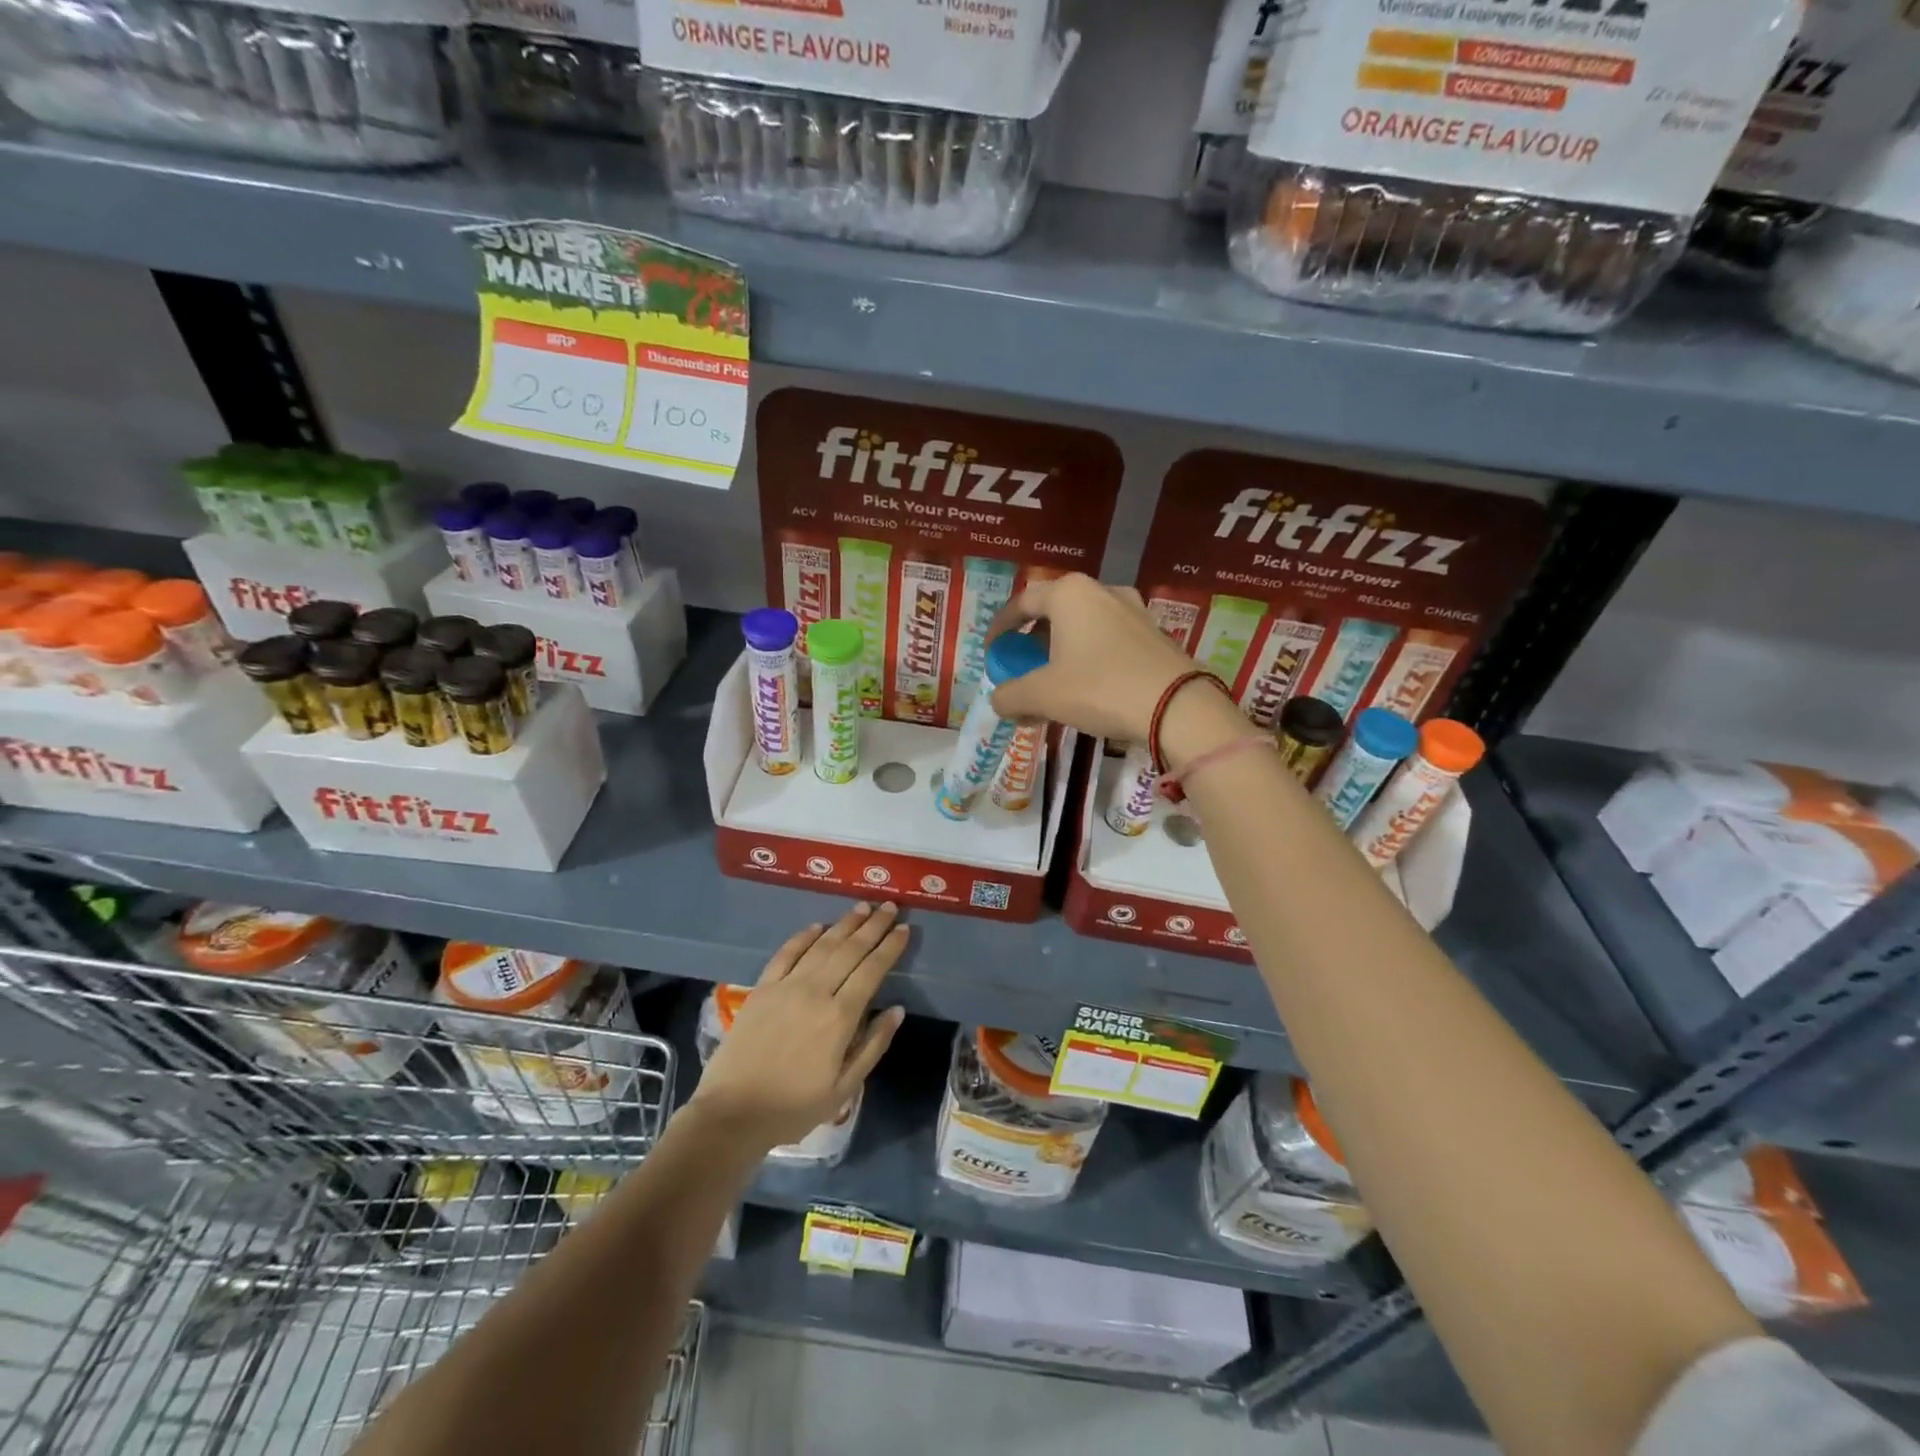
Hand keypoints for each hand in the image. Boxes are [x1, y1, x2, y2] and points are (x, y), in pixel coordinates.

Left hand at [690, 903, 908, 1151]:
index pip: (872, 970)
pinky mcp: (762, 988)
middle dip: (872, 926)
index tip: (904, 929)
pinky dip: (803, 936)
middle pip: (850, 950)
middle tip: (889, 905)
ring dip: (844, 924)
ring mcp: (786, 986)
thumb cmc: (794, 1107)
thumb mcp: (844, 1088)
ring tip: (862, 907)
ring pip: (821, 945)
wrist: (732, 1113)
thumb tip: (897, 1009)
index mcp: (840, 1017)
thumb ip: (873, 1045)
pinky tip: (817, 926)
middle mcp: (816, 992)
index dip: (889, 947)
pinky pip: (786, 953)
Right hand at [985, 574, 1199, 743]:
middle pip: (1054, 614)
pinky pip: (1108, 641)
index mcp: (1070, 594)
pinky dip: (1089, 659)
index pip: (1022, 602)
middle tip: (1021, 671)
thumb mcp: (1043, 695)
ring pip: (1083, 628)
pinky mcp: (1154, 634)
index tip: (992, 652)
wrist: (1178, 707)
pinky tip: (1088, 690)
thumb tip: (998, 700)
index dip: (1000, 627)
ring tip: (1052, 686)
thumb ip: (1010, 695)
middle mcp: (1102, 591)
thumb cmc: (1100, 688)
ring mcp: (1134, 611)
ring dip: (1061, 654)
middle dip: (1032, 644)